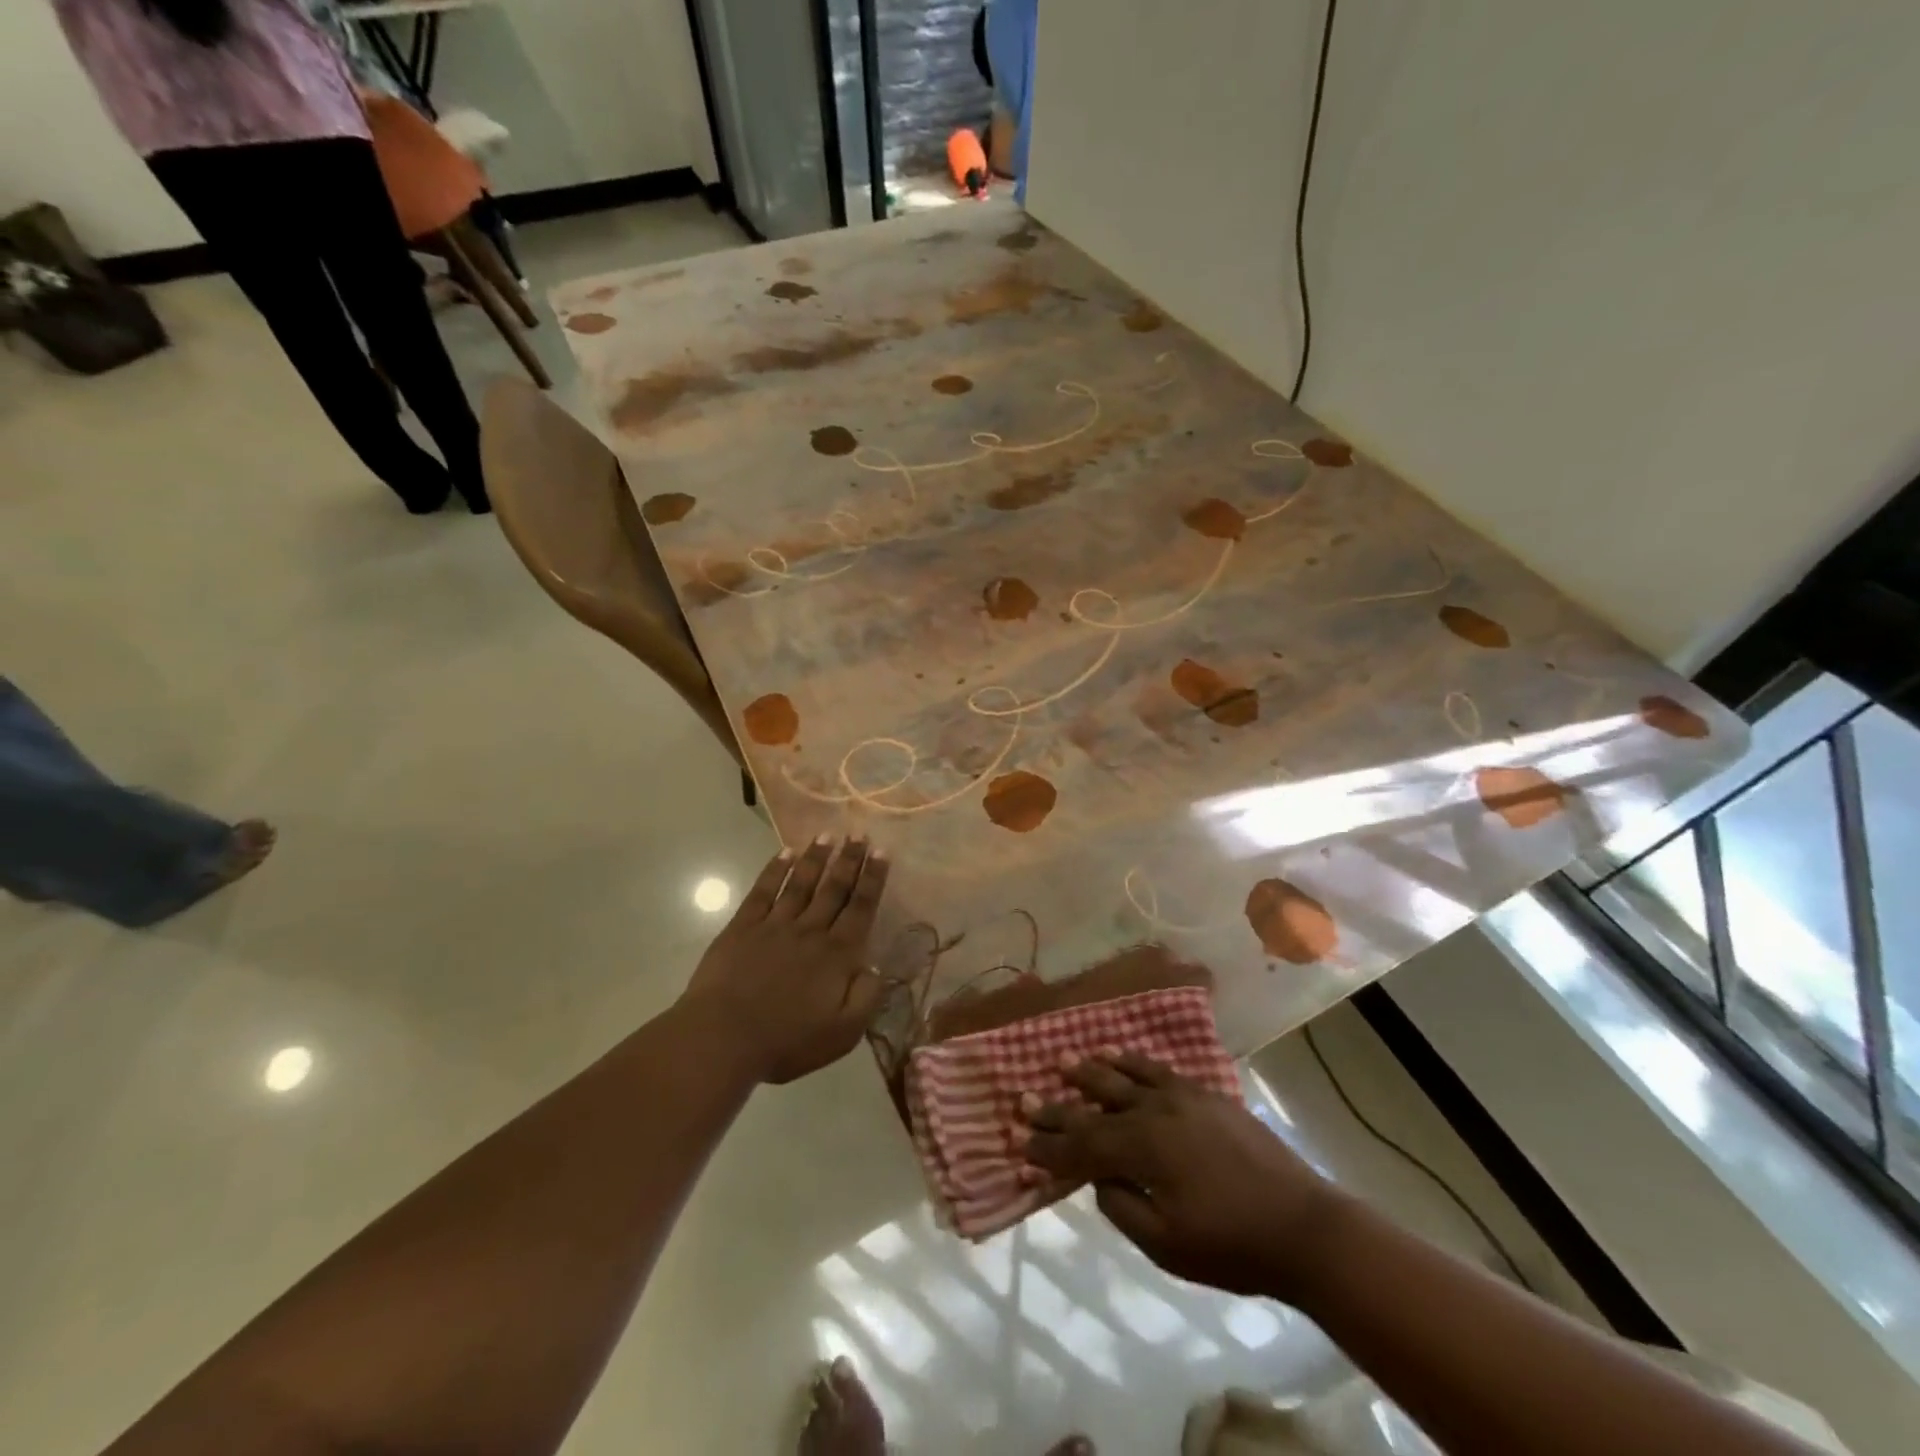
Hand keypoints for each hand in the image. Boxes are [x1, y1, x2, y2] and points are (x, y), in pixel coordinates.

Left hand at [679, 836, 891, 1083]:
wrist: (723, 1037)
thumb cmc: (786, 1040)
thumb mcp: (843, 1033)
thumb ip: (866, 998)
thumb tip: (877, 967)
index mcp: (837, 955)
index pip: (861, 908)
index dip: (873, 879)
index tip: (882, 852)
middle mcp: (811, 930)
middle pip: (834, 888)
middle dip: (849, 859)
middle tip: (859, 833)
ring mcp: (775, 924)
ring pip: (801, 882)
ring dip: (816, 857)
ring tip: (828, 834)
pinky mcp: (743, 927)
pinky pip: (763, 891)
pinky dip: (775, 870)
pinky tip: (785, 853)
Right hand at [1023, 1053, 1337, 1298]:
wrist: (1303, 1226)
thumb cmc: (1231, 1245)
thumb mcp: (1166, 1245)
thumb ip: (1122, 1206)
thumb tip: (1099, 1177)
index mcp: (1141, 1149)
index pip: (1081, 1145)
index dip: (1048, 1145)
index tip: (1018, 1138)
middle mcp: (1154, 1112)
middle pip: (1095, 1105)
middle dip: (1057, 1105)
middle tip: (1025, 1096)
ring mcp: (1181, 1097)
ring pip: (1124, 1075)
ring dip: (1091, 1071)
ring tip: (1065, 1061)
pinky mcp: (1204, 1094)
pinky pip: (1157, 1069)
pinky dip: (1132, 1062)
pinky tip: (1120, 1057)